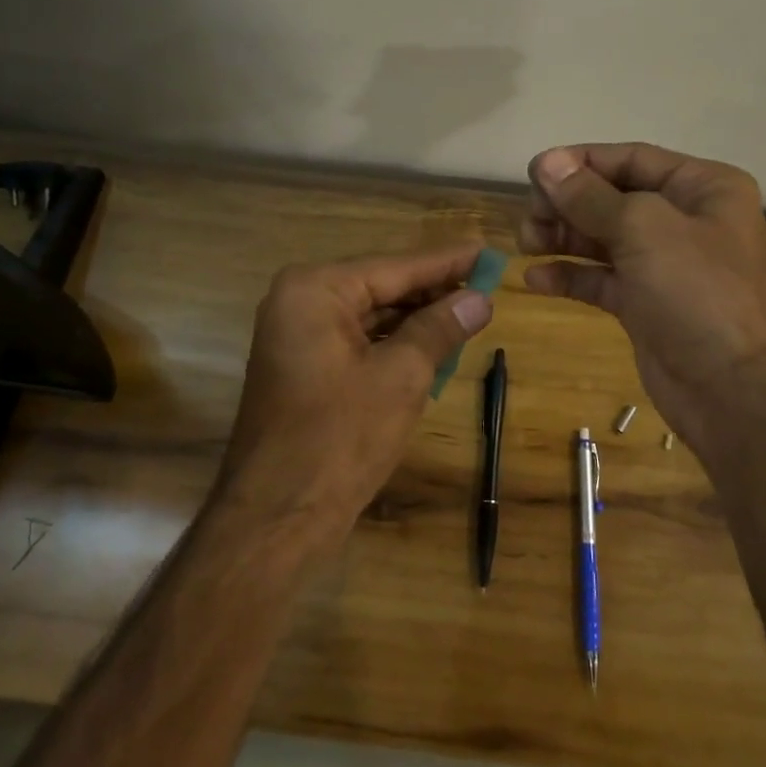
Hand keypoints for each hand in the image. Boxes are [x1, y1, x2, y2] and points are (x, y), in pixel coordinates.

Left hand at [218, 244, 493, 551]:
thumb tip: (479, 300)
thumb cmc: (340, 437)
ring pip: (372, 315)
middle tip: (487, 284)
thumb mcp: (402, 376)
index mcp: (315, 290)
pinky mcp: (306, 367)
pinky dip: (396, 343)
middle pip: (381, 286)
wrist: (278, 516)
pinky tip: (435, 344)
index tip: (486, 250)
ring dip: (418, 318)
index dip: (446, 261)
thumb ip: (439, 329)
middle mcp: (300, 302)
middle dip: (433, 290)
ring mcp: (299, 336)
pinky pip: (359, 341)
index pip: (394, 266)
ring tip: (471, 311)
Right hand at [519, 143, 765, 449]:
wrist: (736, 392)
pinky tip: (535, 279)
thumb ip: (590, 197)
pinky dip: (570, 276)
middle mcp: (685, 220)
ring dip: (562, 238)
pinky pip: (600, 279)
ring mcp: (665, 266)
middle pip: (612, 198)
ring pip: (602, 239)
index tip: (534, 173)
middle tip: (529, 219)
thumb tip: (546, 162)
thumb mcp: (644, 230)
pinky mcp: (646, 305)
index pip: (632, 159)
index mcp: (702, 188)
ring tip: (526, 244)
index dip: (581, 163)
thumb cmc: (698, 293)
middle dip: (567, 205)